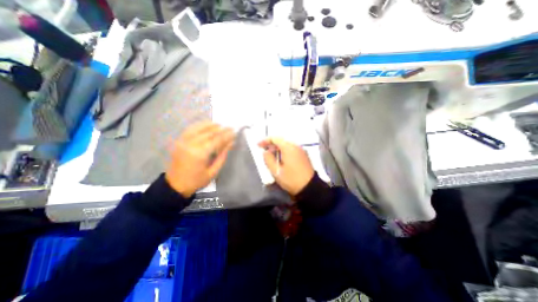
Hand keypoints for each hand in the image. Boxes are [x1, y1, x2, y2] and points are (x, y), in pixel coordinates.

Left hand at [165, 122, 234, 196]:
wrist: (175, 185)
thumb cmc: (197, 181)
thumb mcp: (213, 172)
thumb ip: (222, 156)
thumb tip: (231, 143)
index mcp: (200, 154)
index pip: (217, 140)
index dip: (227, 135)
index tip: (234, 132)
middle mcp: (191, 144)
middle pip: (209, 133)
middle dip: (221, 130)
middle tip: (230, 128)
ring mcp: (183, 141)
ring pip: (199, 129)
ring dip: (211, 125)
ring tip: (220, 124)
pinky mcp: (179, 141)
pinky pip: (190, 129)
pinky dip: (199, 125)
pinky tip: (207, 124)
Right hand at [257, 137, 313, 195]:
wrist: (309, 187)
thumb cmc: (291, 179)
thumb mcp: (276, 171)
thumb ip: (268, 159)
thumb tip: (266, 152)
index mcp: (288, 147)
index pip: (275, 138)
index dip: (265, 140)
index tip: (258, 145)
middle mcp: (295, 145)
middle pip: (281, 140)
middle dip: (271, 144)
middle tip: (264, 151)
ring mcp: (301, 149)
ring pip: (286, 144)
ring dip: (278, 148)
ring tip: (271, 155)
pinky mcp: (303, 154)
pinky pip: (291, 148)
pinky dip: (284, 150)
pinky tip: (281, 158)